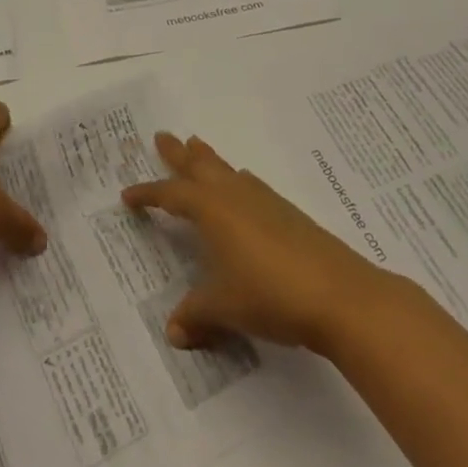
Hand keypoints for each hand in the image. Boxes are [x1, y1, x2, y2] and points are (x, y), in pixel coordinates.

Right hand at [123, 132, 376, 352]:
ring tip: (197, 147)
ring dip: (209, 160)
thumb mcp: (224, 308)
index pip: (172, 195)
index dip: (149, 194)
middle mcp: (236, 197)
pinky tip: (242, 185)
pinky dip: (237, 180)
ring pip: (228, 171)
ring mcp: (266, 202)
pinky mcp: (289, 215)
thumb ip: (196, 314)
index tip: (128, 195)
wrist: (339, 295)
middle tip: (162, 136)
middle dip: (179, 154)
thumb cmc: (270, 295)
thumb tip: (174, 330)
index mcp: (212, 210)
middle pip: (201, 166)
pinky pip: (252, 186)